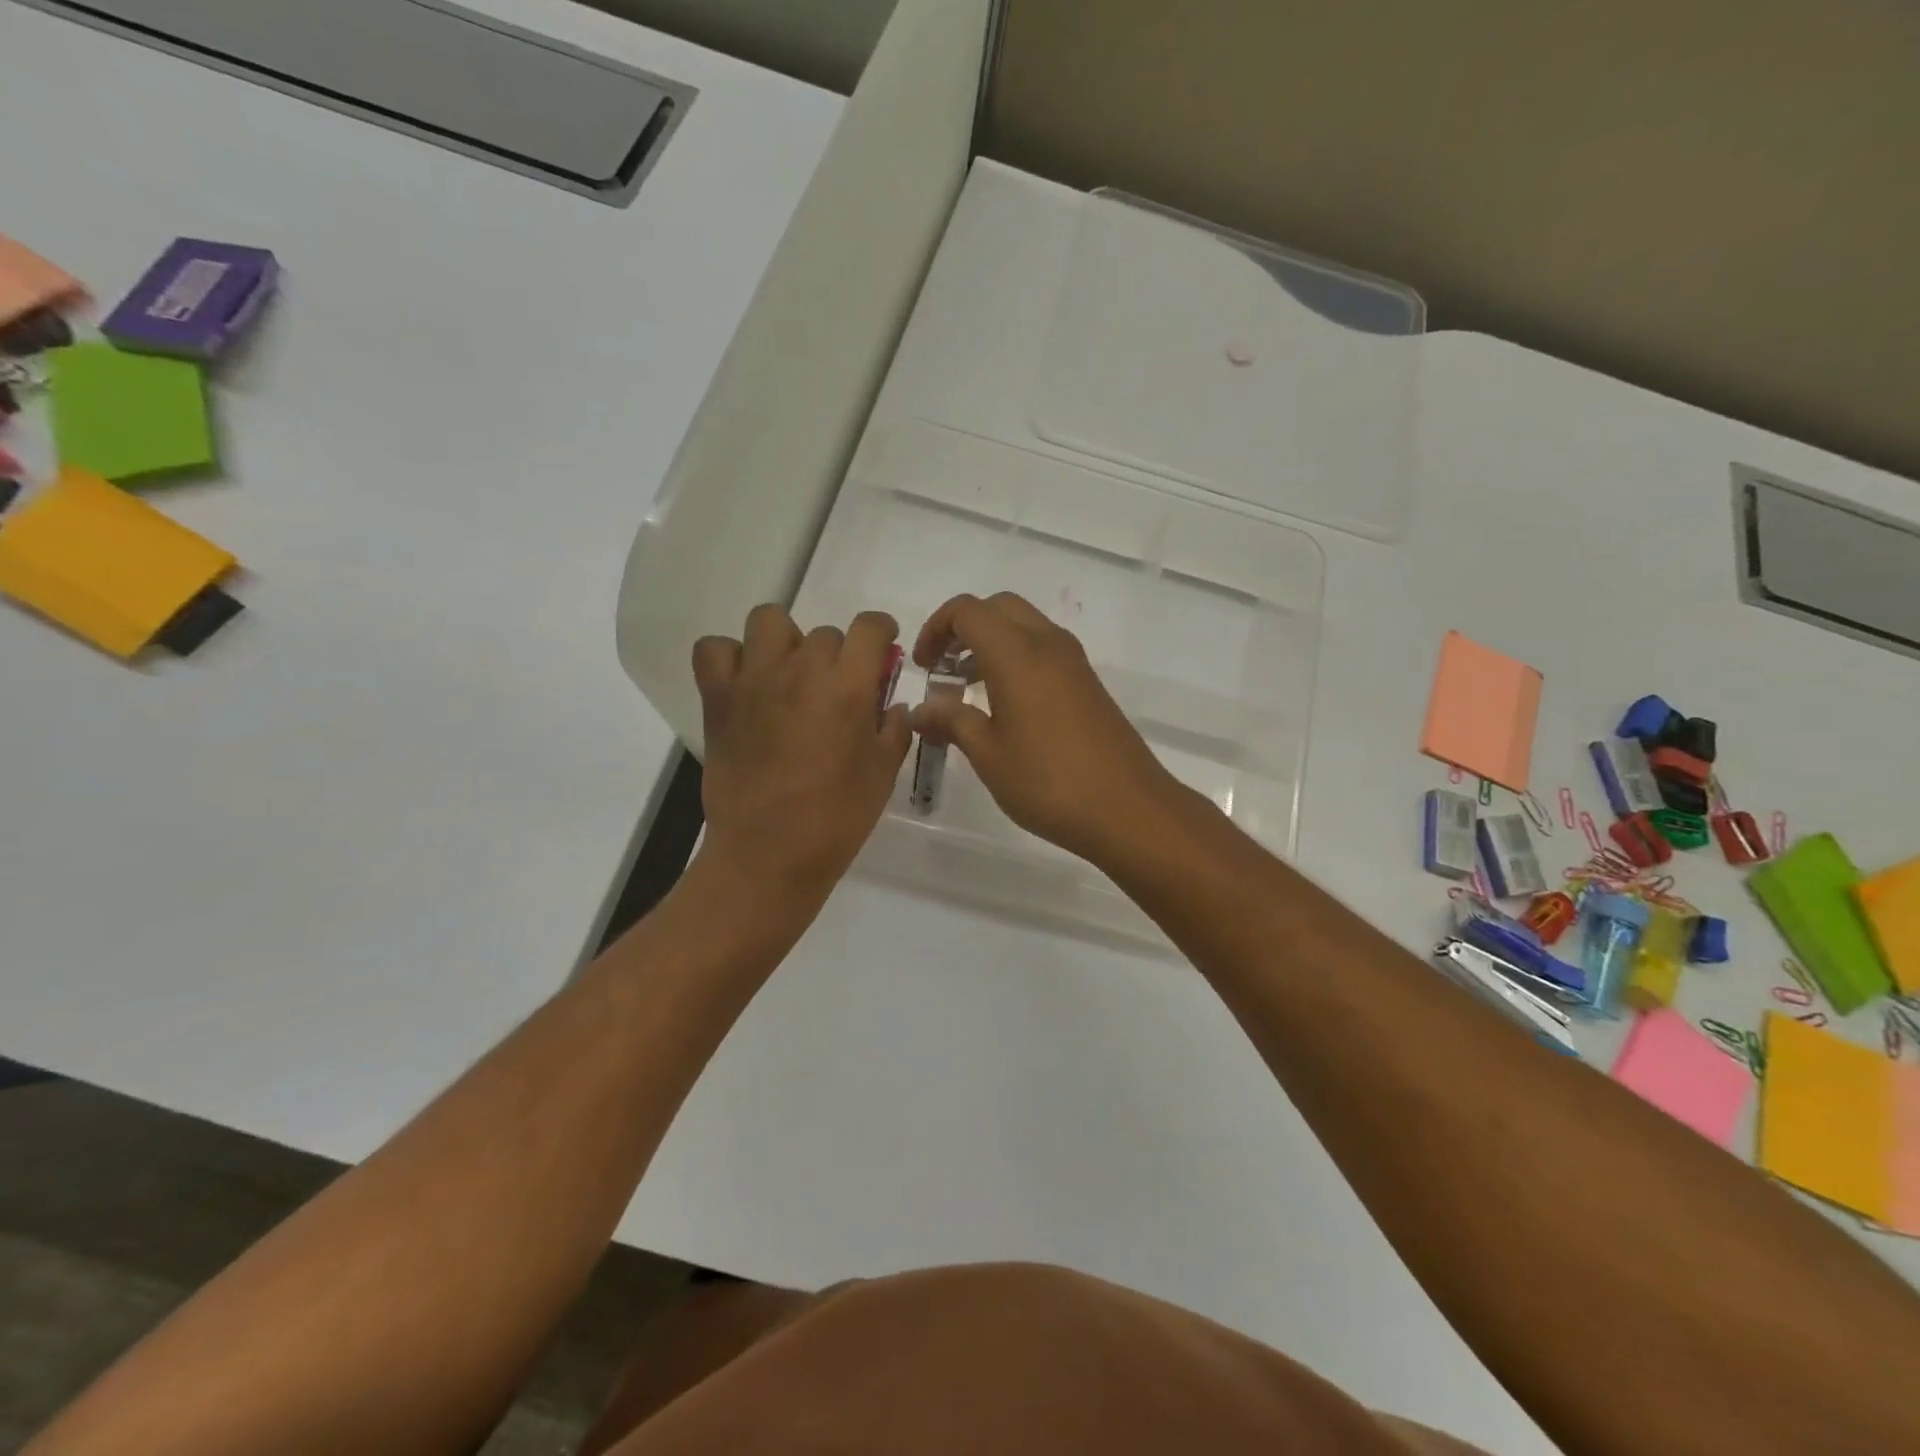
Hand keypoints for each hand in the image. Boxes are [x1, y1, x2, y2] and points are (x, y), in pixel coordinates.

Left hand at [693, 605, 910, 905]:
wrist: (769, 853)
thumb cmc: (837, 818)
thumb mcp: (884, 773)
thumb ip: (894, 729)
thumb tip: (892, 705)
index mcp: (848, 687)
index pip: (870, 627)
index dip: (881, 633)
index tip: (881, 652)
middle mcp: (801, 670)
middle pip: (825, 632)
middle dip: (838, 656)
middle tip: (834, 693)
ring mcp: (754, 679)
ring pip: (769, 621)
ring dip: (785, 641)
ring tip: (788, 676)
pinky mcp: (718, 697)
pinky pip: (714, 650)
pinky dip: (730, 658)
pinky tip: (746, 684)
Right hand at [909, 593, 1180, 863]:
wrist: (1127, 808)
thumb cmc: (1047, 782)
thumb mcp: (987, 754)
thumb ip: (951, 721)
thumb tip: (920, 710)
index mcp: (1017, 653)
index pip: (967, 611)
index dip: (936, 628)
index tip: (924, 667)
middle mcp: (1047, 643)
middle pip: (998, 608)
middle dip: (964, 628)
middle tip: (944, 669)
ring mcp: (1073, 662)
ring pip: (1024, 626)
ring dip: (991, 643)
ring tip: (968, 690)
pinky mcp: (1088, 683)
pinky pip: (1044, 650)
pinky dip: (1016, 659)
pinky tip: (1005, 707)